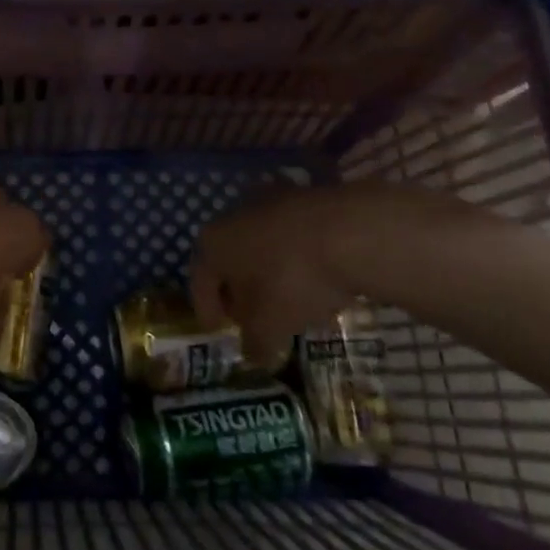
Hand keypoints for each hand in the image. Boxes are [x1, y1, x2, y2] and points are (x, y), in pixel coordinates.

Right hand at [190, 182, 485, 362]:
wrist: (350, 231)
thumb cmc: (292, 280)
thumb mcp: (269, 325)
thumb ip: (255, 342)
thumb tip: (253, 353)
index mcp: (212, 242)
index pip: (199, 282)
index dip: (209, 311)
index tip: (220, 332)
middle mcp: (232, 214)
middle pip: (230, 259)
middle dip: (239, 290)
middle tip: (253, 318)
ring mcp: (271, 201)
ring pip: (262, 245)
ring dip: (270, 273)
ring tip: (291, 302)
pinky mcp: (305, 196)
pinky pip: (292, 236)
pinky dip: (297, 258)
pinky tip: (317, 280)